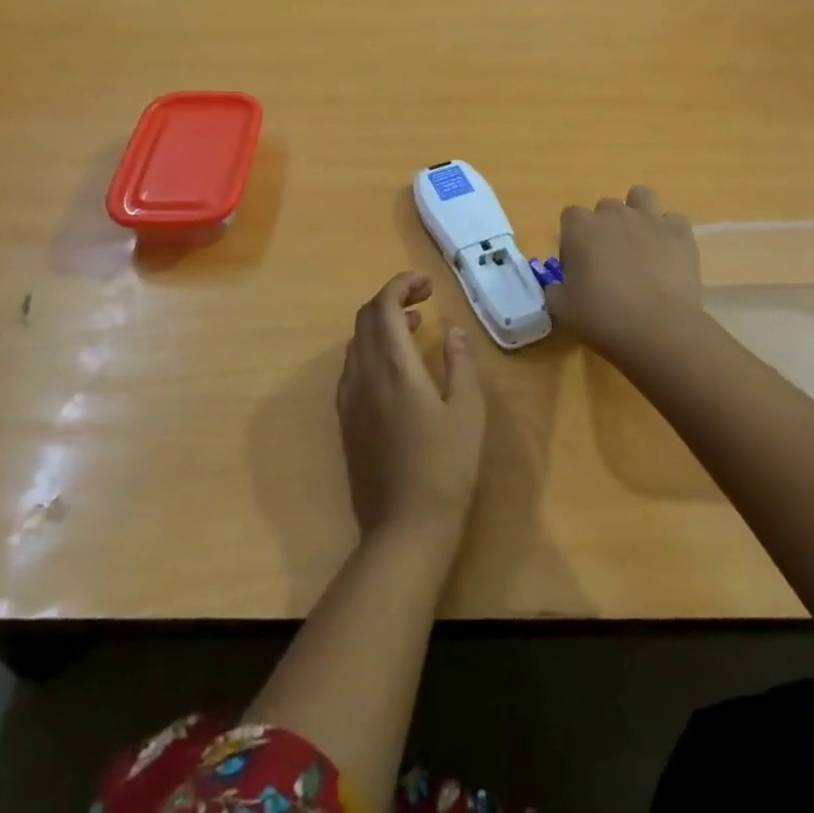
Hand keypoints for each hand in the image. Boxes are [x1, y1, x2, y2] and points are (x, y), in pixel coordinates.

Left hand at [338, 272, 485, 549]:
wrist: (404, 529)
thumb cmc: (445, 467)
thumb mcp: (467, 411)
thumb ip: (459, 363)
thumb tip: (451, 331)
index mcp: (393, 366)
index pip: (384, 306)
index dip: (402, 284)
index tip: (427, 283)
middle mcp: (363, 375)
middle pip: (366, 318)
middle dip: (392, 298)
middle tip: (424, 298)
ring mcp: (349, 399)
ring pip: (357, 342)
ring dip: (382, 323)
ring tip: (415, 325)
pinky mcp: (346, 420)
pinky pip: (353, 366)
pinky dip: (372, 349)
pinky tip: (397, 366)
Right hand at [544, 185, 703, 365]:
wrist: (659, 330)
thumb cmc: (603, 319)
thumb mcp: (563, 311)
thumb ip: (555, 291)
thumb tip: (558, 287)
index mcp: (580, 228)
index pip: (570, 216)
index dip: (573, 239)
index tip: (579, 266)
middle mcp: (614, 214)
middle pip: (605, 208)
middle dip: (606, 228)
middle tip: (610, 261)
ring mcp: (649, 220)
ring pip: (641, 196)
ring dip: (638, 213)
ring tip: (640, 243)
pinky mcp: (680, 233)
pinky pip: (673, 220)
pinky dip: (670, 232)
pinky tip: (668, 254)